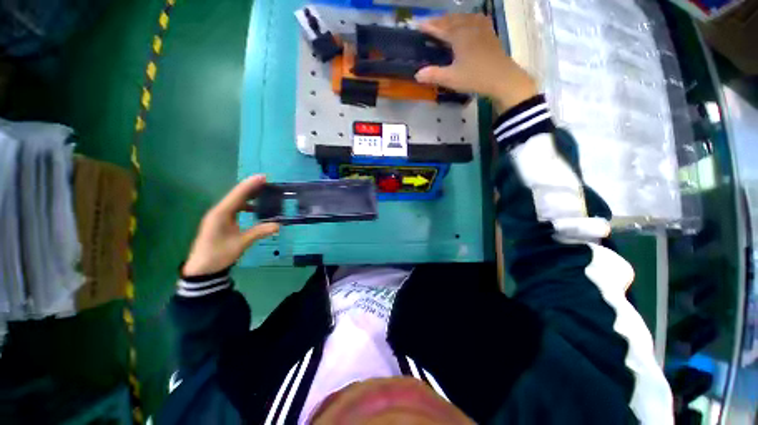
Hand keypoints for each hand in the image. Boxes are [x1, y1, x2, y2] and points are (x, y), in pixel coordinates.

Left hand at [182, 175, 279, 275]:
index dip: (250, 185)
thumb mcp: (241, 243)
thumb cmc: (219, 254)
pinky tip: (254, 208)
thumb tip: (279, 225)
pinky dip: (245, 205)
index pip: (238, 195)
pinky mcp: (220, 222)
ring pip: (235, 201)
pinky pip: (234, 209)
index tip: (262, 177)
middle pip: (236, 195)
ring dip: (248, 196)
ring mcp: (218, 217)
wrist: (202, 269)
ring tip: (263, 192)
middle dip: (250, 188)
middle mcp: (219, 212)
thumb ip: (259, 232)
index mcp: (221, 214)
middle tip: (266, 182)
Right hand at [415, 14, 537, 112]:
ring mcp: (481, 28)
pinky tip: (469, 20)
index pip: (440, 28)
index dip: (429, 26)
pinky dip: (468, 18)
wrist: (502, 77)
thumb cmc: (475, 77)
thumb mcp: (451, 79)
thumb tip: (417, 74)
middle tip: (428, 23)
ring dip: (452, 18)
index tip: (418, 24)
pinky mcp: (489, 33)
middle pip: (451, 20)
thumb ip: (433, 75)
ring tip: (445, 21)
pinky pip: (476, 19)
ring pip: (464, 18)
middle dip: (438, 20)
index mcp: (459, 36)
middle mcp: (469, 27)